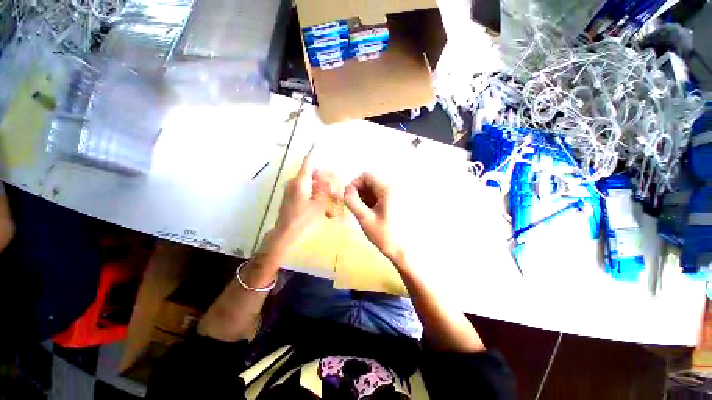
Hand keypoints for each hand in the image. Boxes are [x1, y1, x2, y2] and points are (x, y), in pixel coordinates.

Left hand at [268, 148, 336, 255]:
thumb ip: (324, 190)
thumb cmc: (303, 220)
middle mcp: (294, 183)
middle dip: (323, 179)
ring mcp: (291, 191)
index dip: (313, 153)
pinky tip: (322, 207)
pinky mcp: (291, 199)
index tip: (316, 143)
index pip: (308, 163)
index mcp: (300, 182)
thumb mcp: (319, 204)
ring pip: (309, 185)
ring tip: (330, 201)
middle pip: (311, 175)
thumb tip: (326, 178)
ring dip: (320, 189)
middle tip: (334, 188)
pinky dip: (314, 196)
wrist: (285, 235)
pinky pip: (305, 192)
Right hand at [343, 172, 405, 262]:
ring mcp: (399, 194)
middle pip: (372, 181)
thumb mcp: (365, 219)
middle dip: (360, 192)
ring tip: (364, 212)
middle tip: (356, 207)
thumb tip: (346, 190)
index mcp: (388, 189)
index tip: (348, 198)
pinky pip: (383, 194)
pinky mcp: (401, 200)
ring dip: (367, 196)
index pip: (366, 176)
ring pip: (377, 188)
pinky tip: (373, 213)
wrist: (406, 251)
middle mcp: (395, 187)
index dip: (354, 184)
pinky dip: (375, 200)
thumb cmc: (385, 235)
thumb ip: (353, 202)